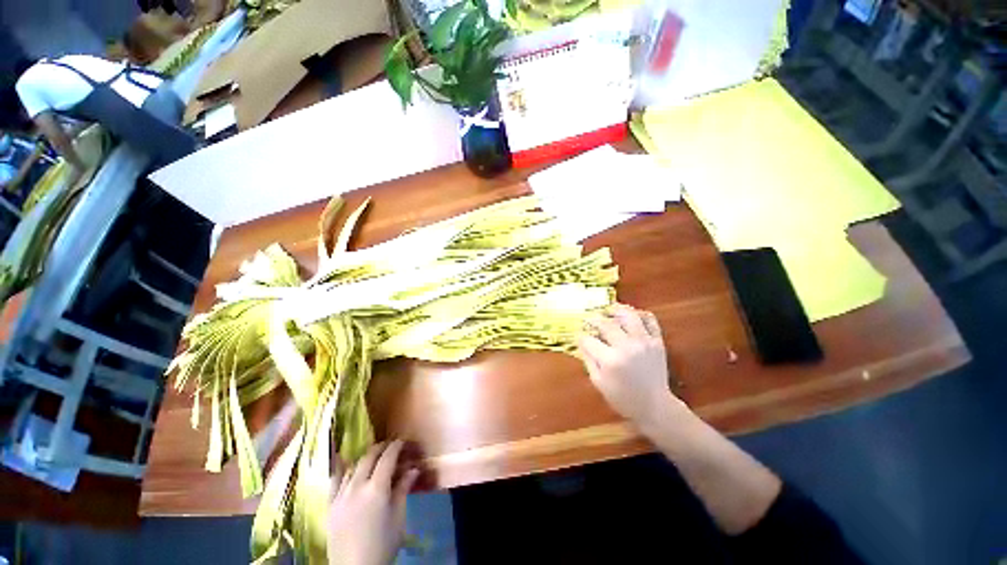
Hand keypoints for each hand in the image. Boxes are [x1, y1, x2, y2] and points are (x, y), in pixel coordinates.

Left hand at [327, 440, 419, 564]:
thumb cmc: (383, 544)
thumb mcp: (398, 517)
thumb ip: (403, 489)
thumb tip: (414, 469)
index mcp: (377, 489)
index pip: (387, 457)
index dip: (396, 446)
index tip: (403, 440)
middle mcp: (357, 487)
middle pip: (369, 457)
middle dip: (381, 448)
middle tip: (391, 446)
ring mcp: (340, 495)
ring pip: (353, 466)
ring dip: (365, 458)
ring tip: (374, 458)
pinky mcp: (330, 505)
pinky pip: (335, 480)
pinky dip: (344, 470)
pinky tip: (347, 467)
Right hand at [578, 304, 685, 429]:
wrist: (656, 406)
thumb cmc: (623, 398)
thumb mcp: (599, 383)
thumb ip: (588, 360)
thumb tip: (581, 341)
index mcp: (610, 360)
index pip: (589, 339)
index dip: (581, 336)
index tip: (579, 335)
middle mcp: (626, 347)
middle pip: (605, 324)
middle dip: (593, 319)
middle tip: (589, 320)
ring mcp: (643, 342)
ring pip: (628, 316)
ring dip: (616, 310)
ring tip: (608, 310)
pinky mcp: (657, 342)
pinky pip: (650, 321)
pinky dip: (640, 314)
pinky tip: (630, 316)